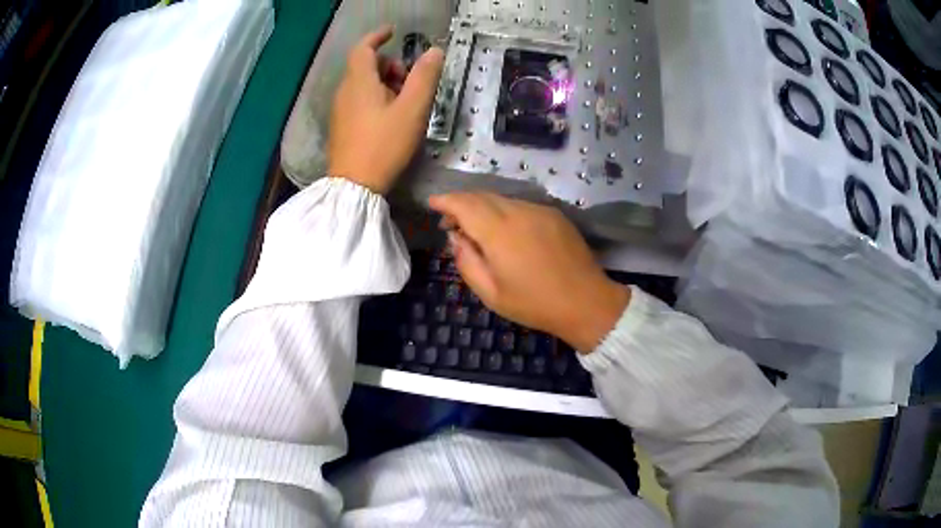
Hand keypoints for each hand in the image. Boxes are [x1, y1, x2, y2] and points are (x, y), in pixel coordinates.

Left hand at [328, 26, 444, 193]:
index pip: (364, 47)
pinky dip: (376, 97)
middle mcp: (345, 91)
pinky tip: (390, 117)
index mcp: (359, 81)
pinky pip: (359, 100)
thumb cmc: (384, 145)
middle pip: (366, 65)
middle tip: (411, 82)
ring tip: (405, 102)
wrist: (354, 186)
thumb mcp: (412, 109)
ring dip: (385, 83)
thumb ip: (424, 77)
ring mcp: (341, 110)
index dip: (378, 36)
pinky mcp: (342, 126)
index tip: (393, 32)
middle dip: (390, 65)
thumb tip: (434, 51)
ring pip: (363, 83)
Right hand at [429, 193, 630, 351]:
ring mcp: (539, 210)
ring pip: (502, 199)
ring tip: (476, 229)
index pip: (464, 204)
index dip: (445, 201)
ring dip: (483, 207)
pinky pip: (521, 205)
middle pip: (482, 196)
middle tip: (450, 222)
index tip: (432, 204)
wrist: (586, 302)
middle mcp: (519, 212)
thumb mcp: (491, 293)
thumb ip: (466, 261)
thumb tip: (455, 237)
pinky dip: (504, 211)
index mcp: (500, 232)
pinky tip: (505, 231)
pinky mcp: (554, 214)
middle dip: (461, 203)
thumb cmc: (535, 304)